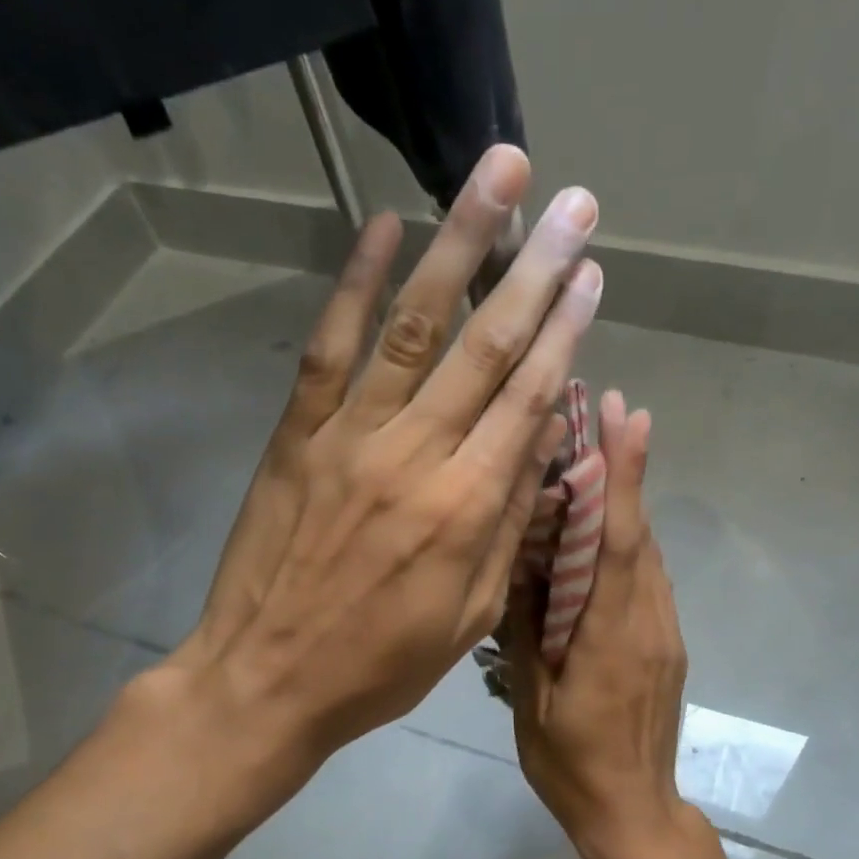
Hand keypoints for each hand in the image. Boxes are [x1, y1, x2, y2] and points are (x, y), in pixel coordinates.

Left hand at [172, 145, 602, 796]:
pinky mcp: (295, 435)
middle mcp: (415, 456)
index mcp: (467, 509)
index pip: (530, 400)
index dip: (565, 331)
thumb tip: (543, 442)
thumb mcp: (470, 617)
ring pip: (412, 325)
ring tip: (496, 177)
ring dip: (459, 245)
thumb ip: (509, 524)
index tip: (591, 274)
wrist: (267, 681)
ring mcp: (349, 437)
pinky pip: (329, 348)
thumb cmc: (381, 665)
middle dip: (535, 268)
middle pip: (485, 347)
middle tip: (572, 204)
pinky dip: (354, 282)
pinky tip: (383, 226)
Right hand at [507, 390, 701, 858]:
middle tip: (608, 410)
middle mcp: (648, 623)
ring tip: (603, 457)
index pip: (618, 542)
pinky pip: (648, 582)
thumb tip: (519, 566)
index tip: (627, 417)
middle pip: (639, 535)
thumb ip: (528, 631)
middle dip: (628, 470)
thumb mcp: (533, 701)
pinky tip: (603, 533)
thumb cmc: (571, 764)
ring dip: (629, 503)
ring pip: (648, 555)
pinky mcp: (667, 647)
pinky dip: (629, 544)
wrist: (634, 814)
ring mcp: (664, 635)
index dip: (624, 477)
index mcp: (610, 636)